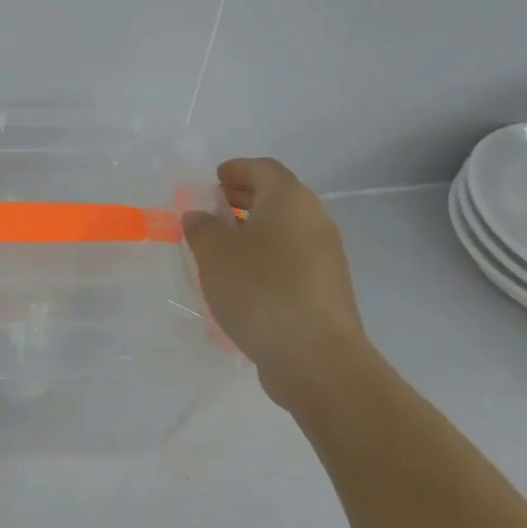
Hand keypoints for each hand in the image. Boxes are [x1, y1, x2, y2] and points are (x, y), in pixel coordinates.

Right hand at [182, 158, 367, 402]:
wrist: (316, 358)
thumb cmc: (260, 291)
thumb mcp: (213, 254)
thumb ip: (201, 228)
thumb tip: (200, 216)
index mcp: (290, 200)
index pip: (263, 169)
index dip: (236, 170)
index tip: (211, 181)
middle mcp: (314, 220)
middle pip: (277, 198)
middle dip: (242, 200)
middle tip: (210, 212)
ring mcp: (326, 257)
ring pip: (285, 231)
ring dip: (253, 232)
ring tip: (219, 250)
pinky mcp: (326, 289)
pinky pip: (291, 259)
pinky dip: (266, 258)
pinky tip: (242, 281)